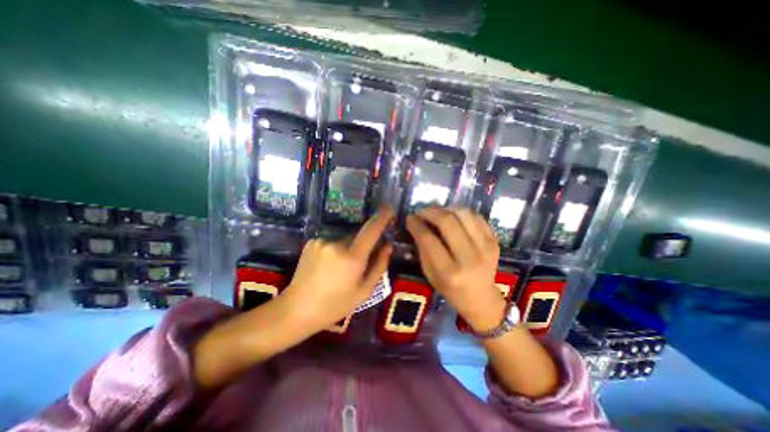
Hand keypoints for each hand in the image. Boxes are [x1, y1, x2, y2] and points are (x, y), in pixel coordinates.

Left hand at [282, 207, 392, 331]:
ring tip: (340, 269)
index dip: (382, 217)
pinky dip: (335, 249)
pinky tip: (327, 266)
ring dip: (348, 248)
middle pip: (358, 236)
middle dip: (363, 245)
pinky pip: (332, 241)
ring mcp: (322, 241)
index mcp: (352, 258)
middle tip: (358, 265)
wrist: (297, 309)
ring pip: (345, 239)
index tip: (389, 209)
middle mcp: (337, 244)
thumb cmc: (335, 305)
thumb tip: (388, 245)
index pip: (371, 230)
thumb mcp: (364, 291)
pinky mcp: (312, 242)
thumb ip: (379, 266)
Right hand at [405, 208, 508, 331]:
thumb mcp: (430, 274)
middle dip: (430, 212)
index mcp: (449, 272)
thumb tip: (416, 224)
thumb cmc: (450, 289)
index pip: (429, 239)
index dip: (416, 224)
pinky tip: (453, 217)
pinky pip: (476, 217)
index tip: (410, 218)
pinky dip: (461, 213)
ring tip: (437, 212)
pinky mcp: (494, 241)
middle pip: (447, 222)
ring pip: (463, 214)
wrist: (481, 298)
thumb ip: (423, 249)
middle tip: (422, 212)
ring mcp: (485, 247)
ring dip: (446, 209)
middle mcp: (469, 258)